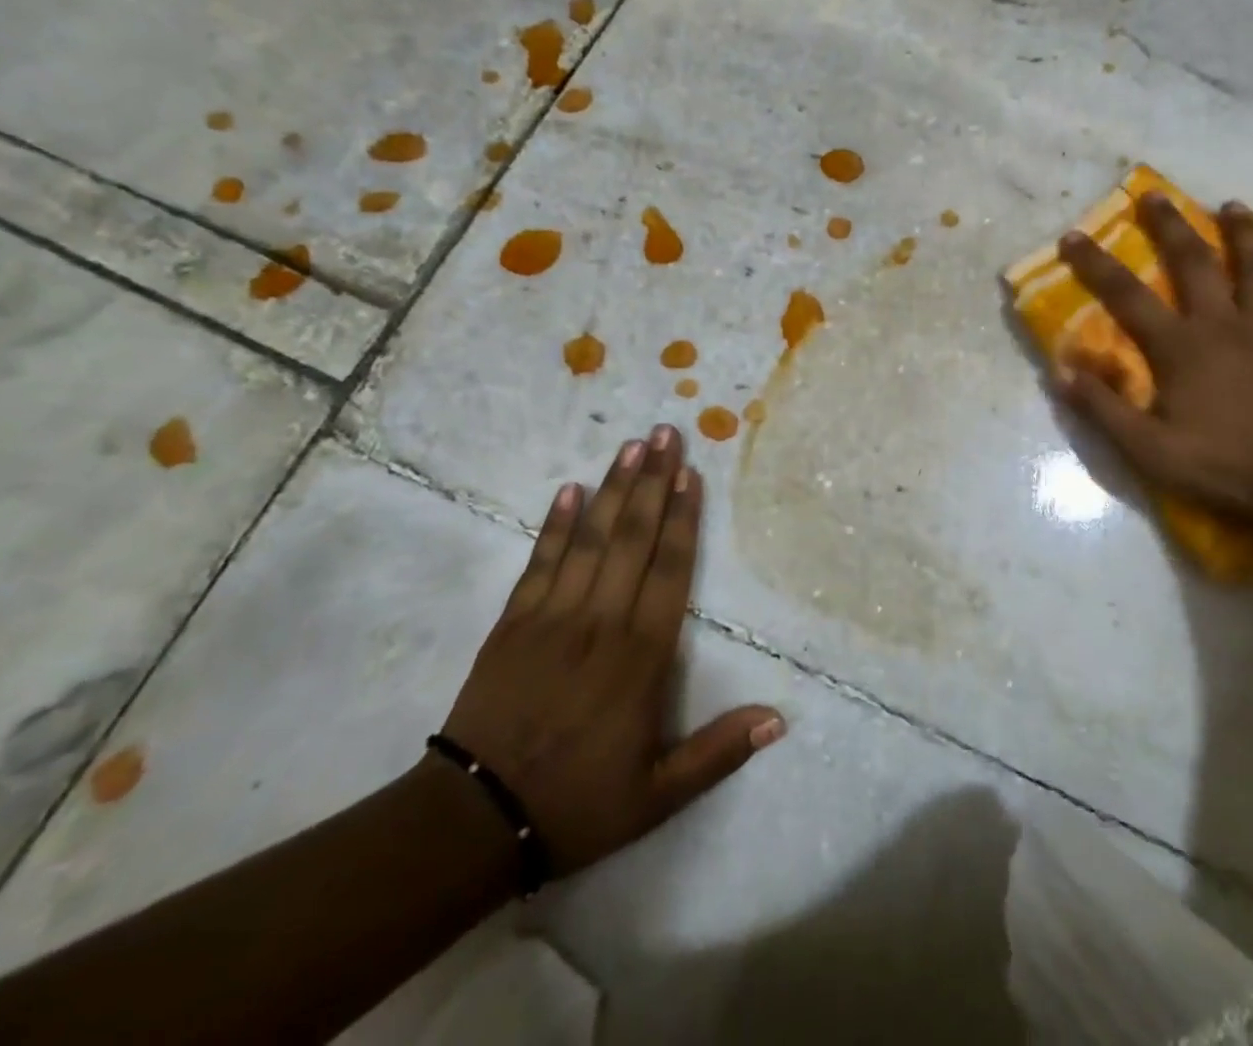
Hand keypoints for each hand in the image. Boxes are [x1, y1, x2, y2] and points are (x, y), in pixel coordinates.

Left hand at [440, 427, 784, 876]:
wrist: (473, 820)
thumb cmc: (577, 802)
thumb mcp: (659, 795)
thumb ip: (718, 752)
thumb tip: (779, 719)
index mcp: (642, 655)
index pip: (671, 570)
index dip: (684, 518)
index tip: (691, 474)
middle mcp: (602, 621)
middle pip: (634, 538)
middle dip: (653, 482)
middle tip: (665, 433)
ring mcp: (554, 616)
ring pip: (591, 538)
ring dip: (614, 488)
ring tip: (630, 445)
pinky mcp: (513, 622)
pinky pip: (541, 561)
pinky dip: (557, 524)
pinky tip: (570, 490)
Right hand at [1056, 194, 1252, 533]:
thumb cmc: (1220, 467)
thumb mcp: (1146, 448)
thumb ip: (1103, 408)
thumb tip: (1061, 371)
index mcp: (1181, 346)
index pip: (1127, 296)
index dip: (1096, 264)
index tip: (1072, 236)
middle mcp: (1224, 325)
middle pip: (1196, 263)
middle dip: (1172, 226)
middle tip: (1156, 195)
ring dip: (1246, 236)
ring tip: (1235, 207)